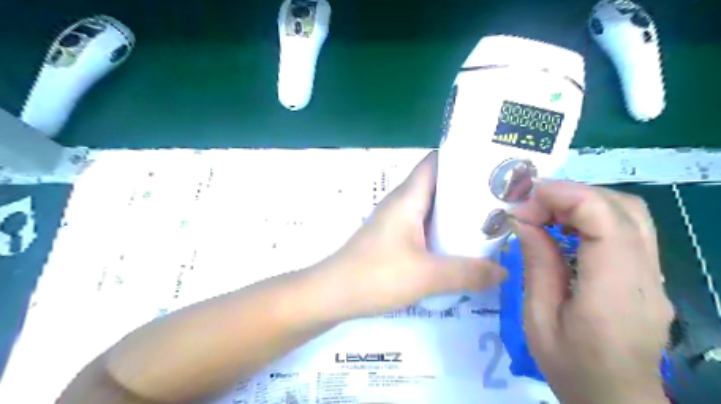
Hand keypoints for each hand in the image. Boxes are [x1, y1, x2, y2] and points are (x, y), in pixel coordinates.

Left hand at [317, 151, 505, 318]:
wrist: (333, 293)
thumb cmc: (377, 275)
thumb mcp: (427, 276)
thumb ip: (468, 273)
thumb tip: (503, 271)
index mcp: (408, 197)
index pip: (436, 162)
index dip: (463, 158)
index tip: (494, 166)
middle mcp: (402, 202)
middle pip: (439, 184)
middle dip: (468, 188)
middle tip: (502, 197)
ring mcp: (396, 220)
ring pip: (432, 207)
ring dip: (457, 212)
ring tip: (490, 220)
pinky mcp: (394, 237)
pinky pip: (424, 225)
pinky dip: (443, 229)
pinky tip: (461, 245)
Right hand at [510, 182, 672, 402]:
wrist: (615, 399)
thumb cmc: (570, 366)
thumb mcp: (538, 318)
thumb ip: (536, 264)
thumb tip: (524, 221)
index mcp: (613, 292)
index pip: (605, 221)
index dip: (564, 197)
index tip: (525, 203)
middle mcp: (645, 277)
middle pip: (623, 208)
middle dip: (571, 194)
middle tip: (531, 205)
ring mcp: (654, 276)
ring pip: (630, 213)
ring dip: (583, 201)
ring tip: (545, 212)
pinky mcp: (649, 276)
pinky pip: (628, 229)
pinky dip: (593, 215)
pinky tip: (565, 227)